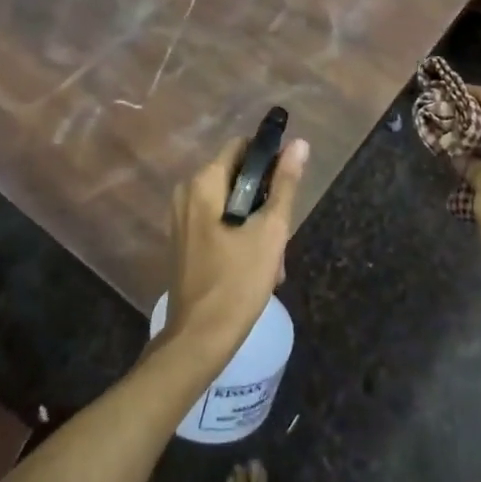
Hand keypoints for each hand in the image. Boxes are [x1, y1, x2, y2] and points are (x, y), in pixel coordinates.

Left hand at [158, 131, 310, 363]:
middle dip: (264, 199)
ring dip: (255, 223)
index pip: (242, 146)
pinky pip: (217, 222)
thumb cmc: (239, 281)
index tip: (288, 185)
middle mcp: (186, 192)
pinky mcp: (183, 240)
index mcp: (204, 183)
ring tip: (273, 257)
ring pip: (230, 202)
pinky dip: (238, 235)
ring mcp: (181, 218)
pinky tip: (255, 265)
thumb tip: (298, 144)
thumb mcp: (271, 230)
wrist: (200, 337)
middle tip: (281, 233)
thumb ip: (285, 184)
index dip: (269, 158)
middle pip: (237, 176)